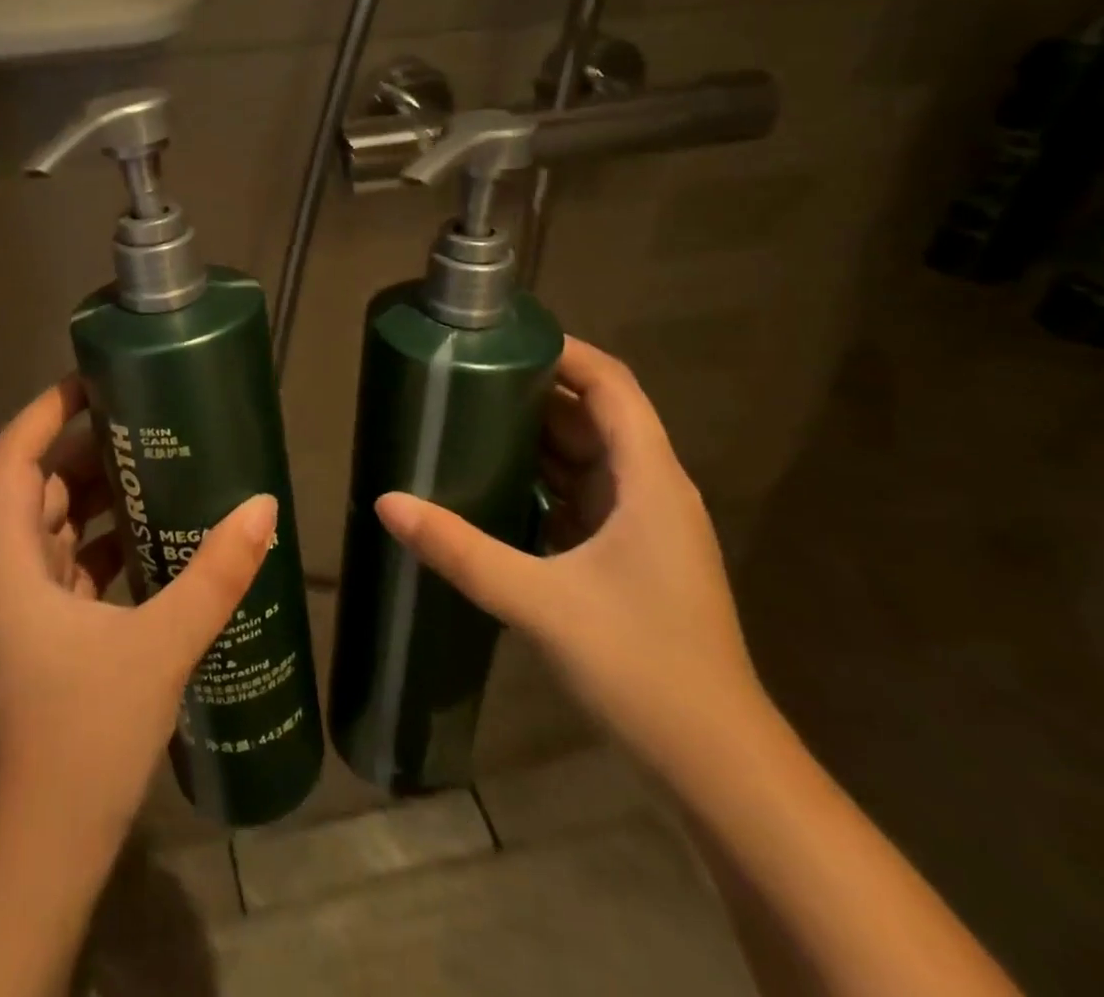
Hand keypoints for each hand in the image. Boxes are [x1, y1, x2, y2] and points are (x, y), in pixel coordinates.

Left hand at [0, 375, 274, 857]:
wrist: (47, 844)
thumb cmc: (86, 735)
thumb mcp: (160, 645)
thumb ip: (215, 574)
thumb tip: (264, 507)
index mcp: (9, 562)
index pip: (13, 458)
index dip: (46, 410)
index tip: (93, 379)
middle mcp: (6, 574)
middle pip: (35, 486)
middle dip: (83, 447)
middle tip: (142, 416)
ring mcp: (23, 606)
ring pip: (52, 525)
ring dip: (95, 494)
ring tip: (154, 462)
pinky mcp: (45, 633)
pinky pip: (70, 563)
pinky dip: (104, 539)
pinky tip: (153, 533)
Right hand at [376, 336, 760, 771]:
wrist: (715, 764)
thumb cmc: (641, 667)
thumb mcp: (539, 602)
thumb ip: (460, 549)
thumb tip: (387, 503)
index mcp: (648, 479)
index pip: (611, 385)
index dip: (564, 351)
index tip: (502, 339)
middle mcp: (651, 489)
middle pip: (594, 415)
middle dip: (534, 391)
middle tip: (464, 379)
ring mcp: (643, 525)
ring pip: (587, 456)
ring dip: (535, 437)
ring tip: (467, 419)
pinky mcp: (629, 556)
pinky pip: (581, 495)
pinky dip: (541, 479)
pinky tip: (493, 484)